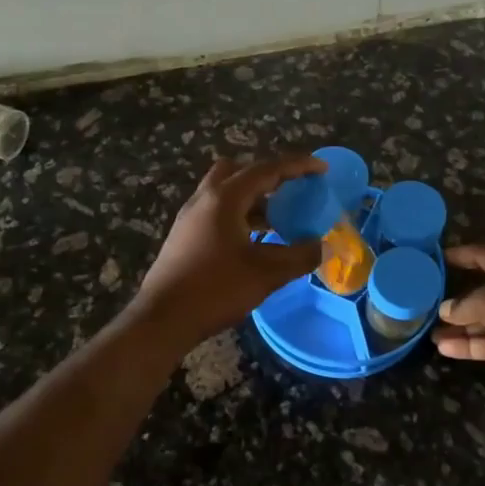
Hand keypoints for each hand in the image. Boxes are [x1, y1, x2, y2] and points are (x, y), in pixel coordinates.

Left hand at [132, 155, 325, 346]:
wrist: (162, 319)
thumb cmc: (215, 289)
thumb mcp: (266, 273)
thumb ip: (299, 256)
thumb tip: (321, 246)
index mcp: (225, 198)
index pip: (266, 170)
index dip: (297, 166)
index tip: (321, 169)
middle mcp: (205, 199)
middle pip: (239, 171)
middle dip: (269, 176)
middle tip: (292, 190)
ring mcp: (190, 216)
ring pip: (226, 192)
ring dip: (254, 198)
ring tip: (279, 218)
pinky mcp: (185, 235)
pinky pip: (218, 211)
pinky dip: (240, 214)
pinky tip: (254, 240)